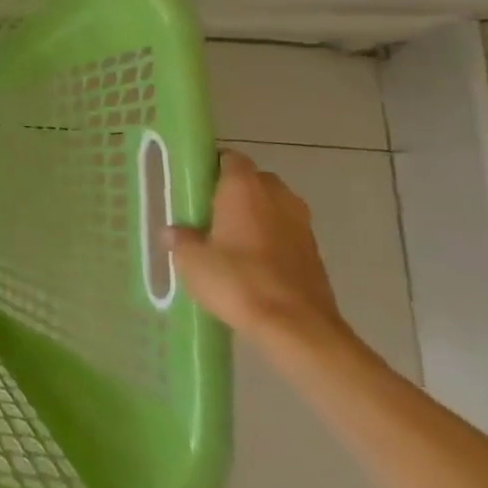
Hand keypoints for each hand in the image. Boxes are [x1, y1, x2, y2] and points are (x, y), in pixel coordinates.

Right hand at [169, 149, 347, 350]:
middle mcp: (277, 196)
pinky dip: (271, 240)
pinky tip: (251, 264)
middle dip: (234, 192)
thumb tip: (173, 231)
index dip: (211, 166)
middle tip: (208, 213)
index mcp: (244, 187)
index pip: (229, 158)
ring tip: (229, 240)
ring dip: (255, 217)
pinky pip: (286, 234)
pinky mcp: (315, 253)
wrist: (298, 328)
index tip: (193, 184)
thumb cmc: (237, 281)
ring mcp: (302, 225)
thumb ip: (180, 239)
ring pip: (273, 208)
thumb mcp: (191, 260)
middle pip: (254, 181)